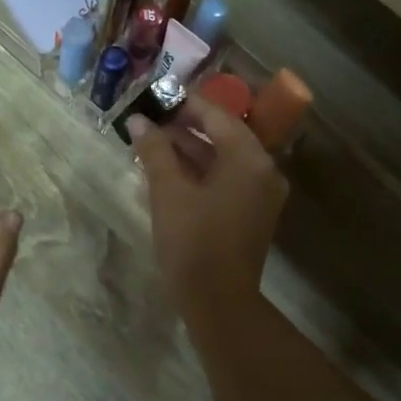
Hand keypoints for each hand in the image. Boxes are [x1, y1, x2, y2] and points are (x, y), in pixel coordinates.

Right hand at [128, 95, 287, 322]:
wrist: (218, 301)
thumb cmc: (192, 241)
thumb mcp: (168, 191)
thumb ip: (154, 150)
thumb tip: (138, 120)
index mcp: (249, 158)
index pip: (217, 115)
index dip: (184, 104)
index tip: (154, 98)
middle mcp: (263, 170)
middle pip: (223, 135)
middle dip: (185, 128)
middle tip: (149, 123)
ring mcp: (261, 193)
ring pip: (224, 159)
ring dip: (191, 151)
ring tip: (152, 145)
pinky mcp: (253, 213)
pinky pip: (228, 179)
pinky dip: (202, 172)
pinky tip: (170, 172)